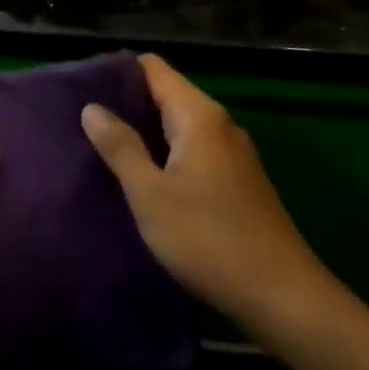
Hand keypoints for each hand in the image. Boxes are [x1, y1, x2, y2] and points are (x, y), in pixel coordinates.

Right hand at [81, 54, 336, 340]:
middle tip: (83, 119)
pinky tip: (141, 176)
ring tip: (102, 145)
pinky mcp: (237, 182)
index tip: (81, 88)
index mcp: (199, 116)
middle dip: (125, 103)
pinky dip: (163, 153)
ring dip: (143, 131)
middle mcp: (219, 124)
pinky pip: (191, 150)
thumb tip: (92, 107)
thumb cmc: (210, 240)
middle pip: (165, 93)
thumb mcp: (151, 195)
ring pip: (177, 125)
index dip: (116, 71)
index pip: (153, 68)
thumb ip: (120, 147)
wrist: (287, 301)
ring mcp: (232, 154)